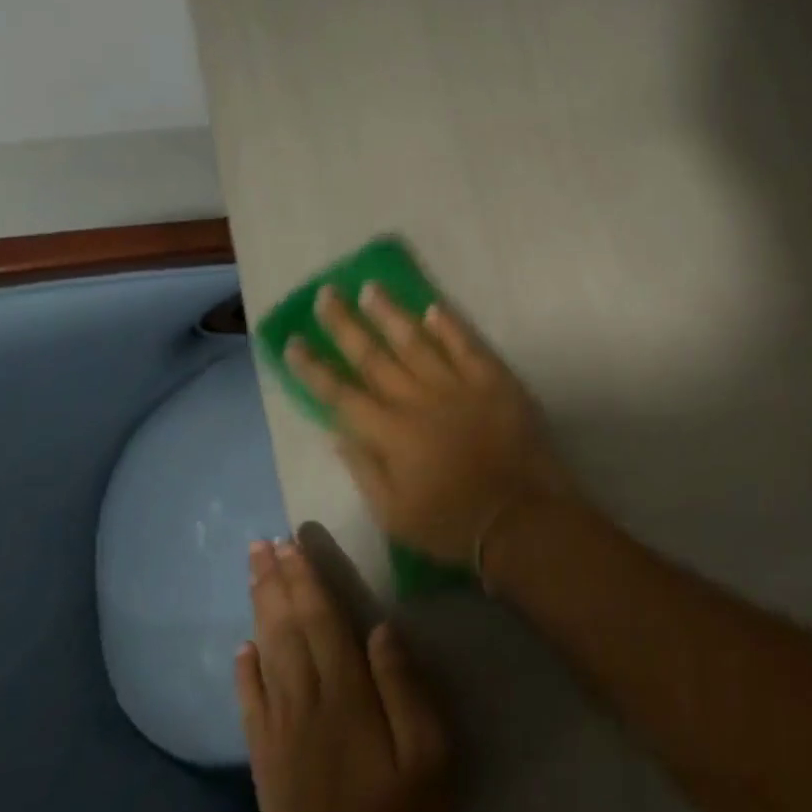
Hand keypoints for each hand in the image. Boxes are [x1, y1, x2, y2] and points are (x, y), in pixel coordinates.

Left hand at [235, 537, 452, 811]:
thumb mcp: (430, 748)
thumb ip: (404, 685)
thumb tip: (382, 628)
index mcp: (347, 694)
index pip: (322, 621)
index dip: (307, 579)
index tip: (294, 543)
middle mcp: (306, 703)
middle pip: (286, 630)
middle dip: (275, 583)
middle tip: (261, 544)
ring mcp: (280, 734)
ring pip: (265, 658)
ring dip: (259, 612)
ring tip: (254, 575)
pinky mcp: (267, 763)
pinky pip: (250, 707)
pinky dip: (244, 673)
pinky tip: (242, 649)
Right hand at [286, 284, 574, 566]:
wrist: (519, 517)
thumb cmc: (451, 523)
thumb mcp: (393, 513)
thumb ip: (363, 468)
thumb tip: (337, 431)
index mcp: (389, 433)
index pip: (340, 394)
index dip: (314, 368)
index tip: (292, 341)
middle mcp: (418, 400)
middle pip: (374, 357)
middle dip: (345, 325)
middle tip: (326, 295)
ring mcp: (458, 386)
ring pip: (417, 341)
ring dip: (391, 314)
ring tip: (370, 288)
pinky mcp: (494, 381)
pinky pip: (467, 345)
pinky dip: (450, 325)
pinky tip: (433, 307)